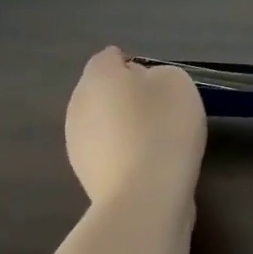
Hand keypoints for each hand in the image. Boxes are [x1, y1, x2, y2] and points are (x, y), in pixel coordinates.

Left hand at [63, 48, 205, 208]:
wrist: (145, 195)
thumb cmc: (163, 126)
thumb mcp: (176, 82)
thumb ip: (156, 74)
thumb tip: (140, 85)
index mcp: (98, 76)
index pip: (108, 58)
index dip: (132, 64)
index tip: (156, 79)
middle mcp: (78, 105)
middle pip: (101, 91)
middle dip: (124, 95)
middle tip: (159, 107)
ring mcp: (76, 143)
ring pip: (102, 122)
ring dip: (122, 125)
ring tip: (155, 138)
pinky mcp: (84, 175)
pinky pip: (106, 150)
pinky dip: (122, 151)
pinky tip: (147, 162)